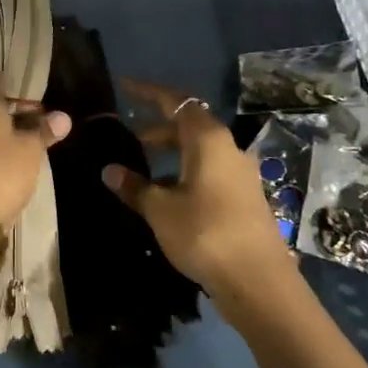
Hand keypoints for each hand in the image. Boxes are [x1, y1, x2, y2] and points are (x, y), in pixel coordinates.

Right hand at [103, 81, 296, 305]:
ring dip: (172, 151)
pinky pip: (210, 169)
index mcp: (208, 139)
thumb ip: (135, 186)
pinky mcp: (244, 196)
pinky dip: (186, 170)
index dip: (148, 93)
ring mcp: (240, 173)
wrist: (257, 280)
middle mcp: (228, 148)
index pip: (175, 102)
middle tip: (130, 137)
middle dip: (158, 127)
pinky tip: (169, 192)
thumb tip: (110, 170)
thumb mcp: (160, 210)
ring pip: (200, 149)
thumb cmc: (204, 233)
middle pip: (190, 124)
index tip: (125, 87)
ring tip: (144, 167)